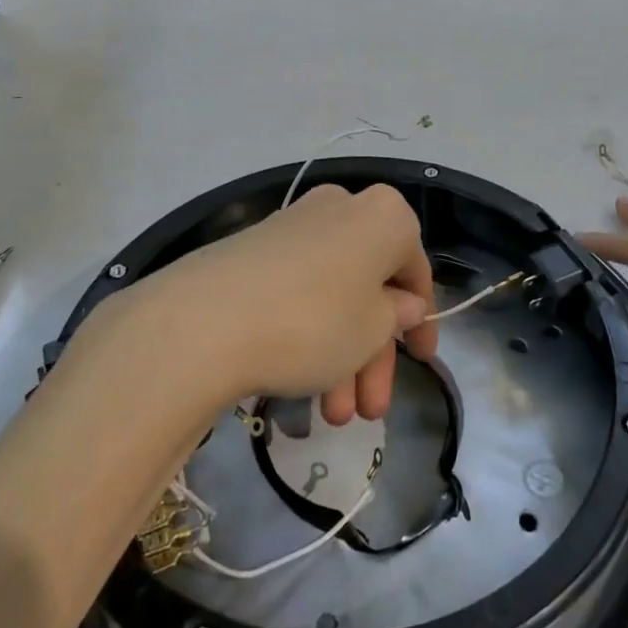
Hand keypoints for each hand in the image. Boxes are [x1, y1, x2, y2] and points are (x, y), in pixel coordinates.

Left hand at [155, 183, 435, 424]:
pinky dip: (309, 333)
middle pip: (371, 287)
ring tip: (329, 419)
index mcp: (384, 216)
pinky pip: (300, 289)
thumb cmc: (315, 321)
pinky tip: (299, 386)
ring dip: (340, 357)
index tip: (420, 360)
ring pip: (334, 294)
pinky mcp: (256, 247)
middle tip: (369, 411)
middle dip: (373, 356)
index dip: (421, 320)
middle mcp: (342, 208)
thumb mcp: (372, 330)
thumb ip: (396, 316)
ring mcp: (295, 225)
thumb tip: (402, 304)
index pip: (416, 270)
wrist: (206, 320)